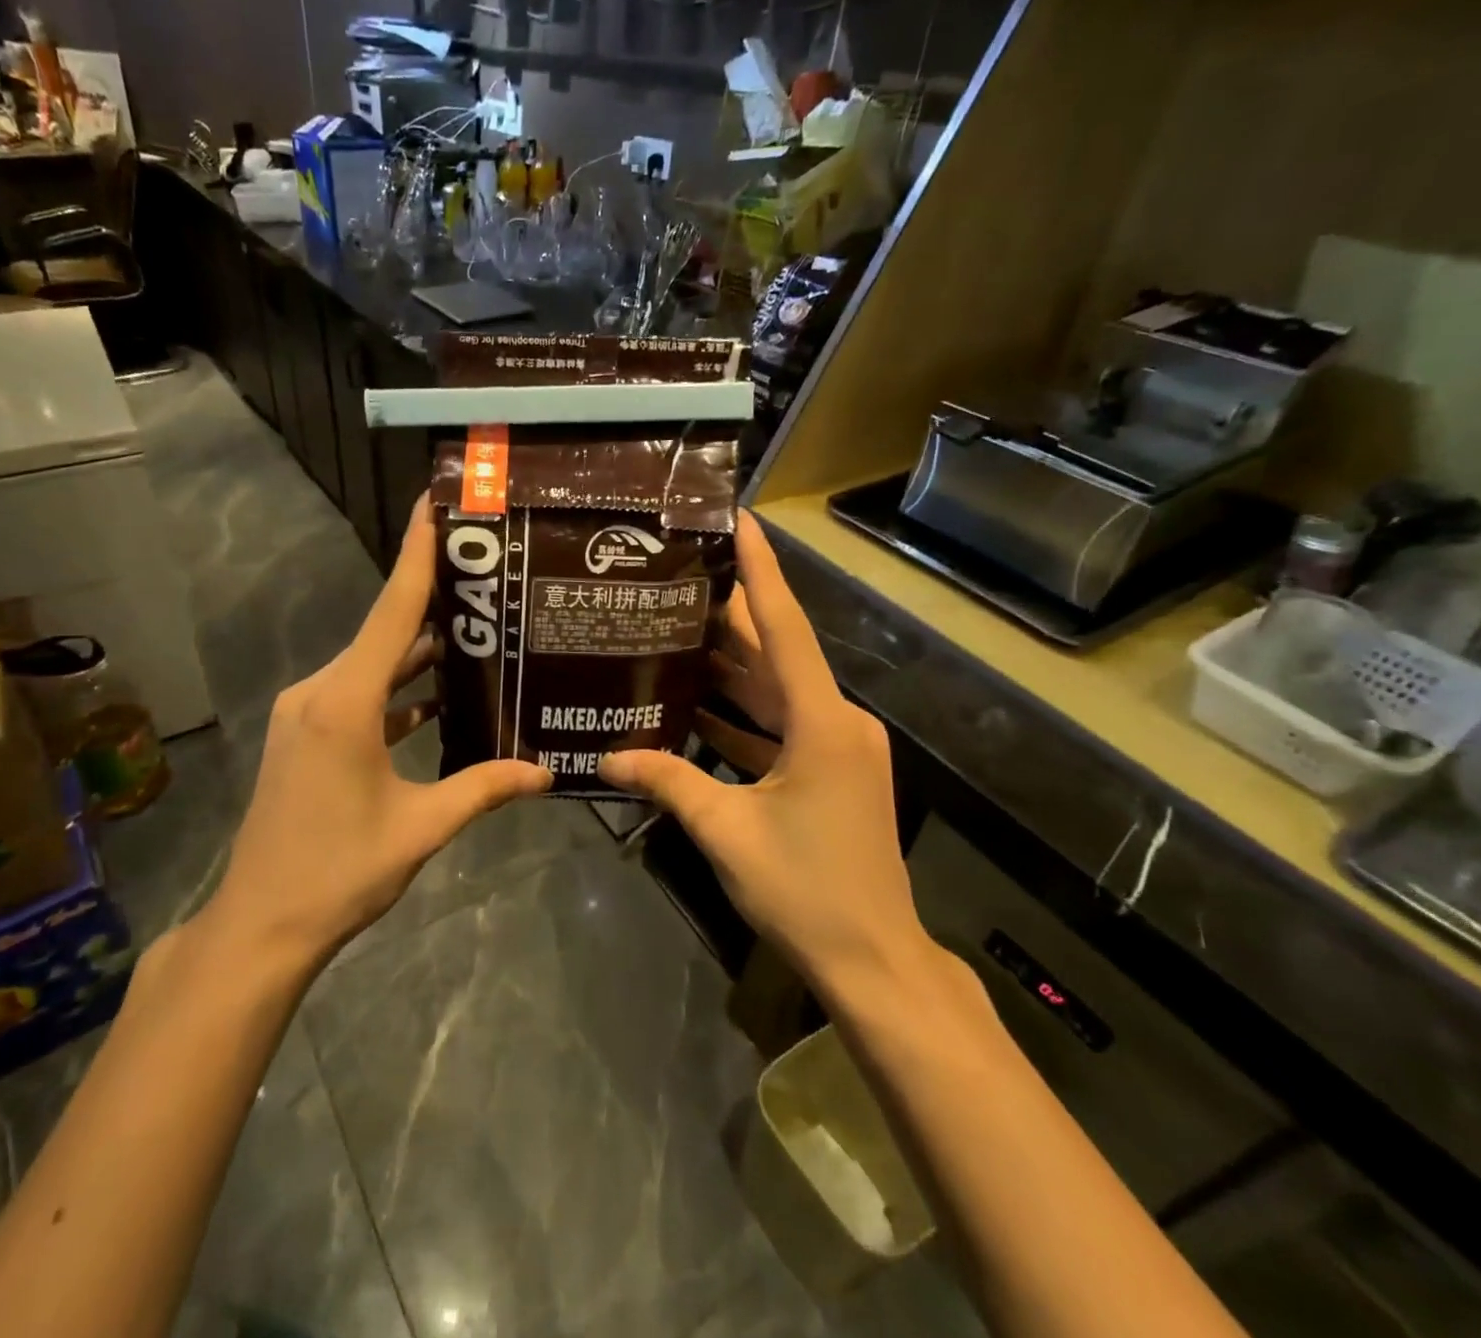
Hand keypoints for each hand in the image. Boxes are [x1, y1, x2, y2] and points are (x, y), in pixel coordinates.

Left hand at [202, 500, 550, 969]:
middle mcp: (319, 692)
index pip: (392, 612)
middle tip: (486, 577)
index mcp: (345, 702)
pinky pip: (358, 694)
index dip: (416, 555)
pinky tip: (437, 695)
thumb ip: (483, 788)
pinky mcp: (303, 735)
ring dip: (416, 653)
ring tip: (475, 631)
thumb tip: (546, 773)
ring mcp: (305, 713)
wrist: (261, 923)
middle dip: (432, 603)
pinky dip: (395, 690)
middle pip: (384, 632)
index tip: (432, 504)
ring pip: (372, 665)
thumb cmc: (339, 872)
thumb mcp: (421, 827)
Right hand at [598, 513, 929, 988]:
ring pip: (776, 692)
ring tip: (675, 631)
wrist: (872, 960)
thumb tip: (607, 760)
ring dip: (732, 668)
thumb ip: (668, 783)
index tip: (743, 521)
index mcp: (822, 723)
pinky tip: (693, 707)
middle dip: (731, 617)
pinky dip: (741, 717)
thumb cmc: (804, 889)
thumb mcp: (726, 830)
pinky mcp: (830, 773)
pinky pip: (779, 728)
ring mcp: (837, 749)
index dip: (762, 571)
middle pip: (777, 655)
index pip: (786, 629)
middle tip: (680, 578)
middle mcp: (836, 722)